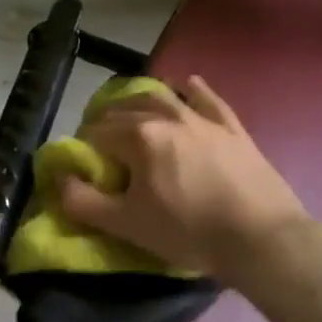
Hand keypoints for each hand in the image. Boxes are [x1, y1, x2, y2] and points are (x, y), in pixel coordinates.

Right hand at [57, 76, 309, 284]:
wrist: (260, 237)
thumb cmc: (187, 231)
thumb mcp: (126, 224)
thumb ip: (83, 202)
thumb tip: (60, 180)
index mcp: (138, 137)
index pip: (97, 132)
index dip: (85, 147)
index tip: (86, 166)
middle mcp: (168, 117)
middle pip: (126, 110)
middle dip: (107, 121)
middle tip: (103, 143)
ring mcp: (204, 119)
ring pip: (164, 98)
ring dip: (141, 101)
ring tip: (132, 112)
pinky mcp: (233, 129)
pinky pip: (209, 100)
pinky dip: (194, 90)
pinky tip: (188, 84)